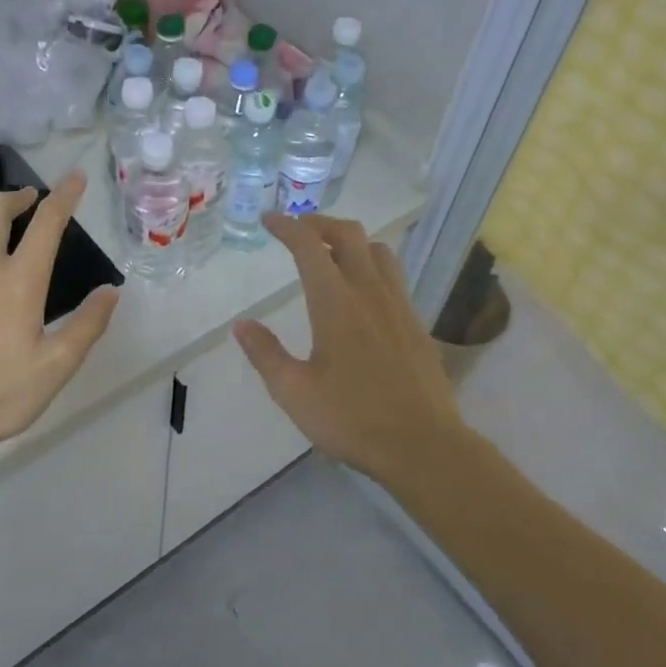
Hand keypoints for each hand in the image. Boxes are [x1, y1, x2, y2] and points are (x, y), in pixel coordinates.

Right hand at [234, 214, 468, 488]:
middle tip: (298, 231)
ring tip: (331, 254)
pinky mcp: (417, 324)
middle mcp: (369, 293)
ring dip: (351, 241)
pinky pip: (394, 276)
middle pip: (349, 235)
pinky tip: (362, 293)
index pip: (309, 246)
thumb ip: (266, 354)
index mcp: (336, 303)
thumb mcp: (294, 392)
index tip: (270, 220)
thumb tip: (242, 325)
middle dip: (320, 223)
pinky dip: (372, 266)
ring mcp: (399, 306)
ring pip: (378, 251)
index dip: (287, 227)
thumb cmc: (352, 419)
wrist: (423, 446)